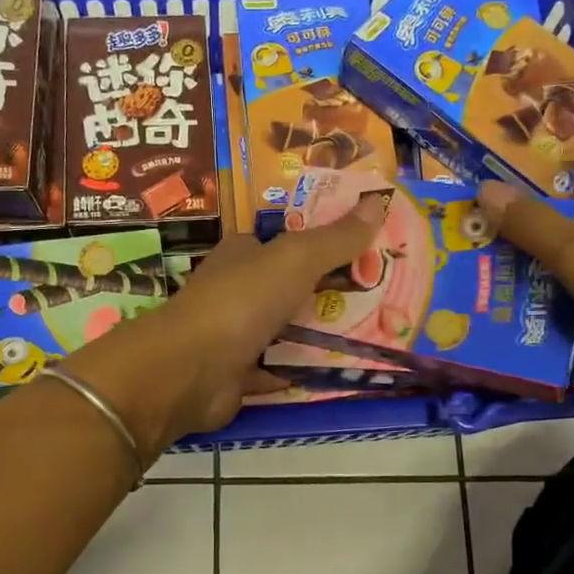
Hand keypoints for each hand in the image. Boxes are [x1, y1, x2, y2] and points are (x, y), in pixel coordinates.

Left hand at [59, 193, 392, 456]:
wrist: (191, 370)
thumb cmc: (242, 301)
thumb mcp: (295, 258)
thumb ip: (336, 237)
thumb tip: (379, 199)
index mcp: (243, 253)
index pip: (287, 240)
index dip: (325, 241)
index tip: (369, 248)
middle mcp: (237, 290)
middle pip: (291, 286)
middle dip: (331, 291)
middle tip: (382, 295)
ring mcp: (236, 334)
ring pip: (287, 330)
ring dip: (321, 334)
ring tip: (375, 334)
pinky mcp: (238, 374)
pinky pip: (278, 371)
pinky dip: (302, 372)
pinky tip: (339, 372)